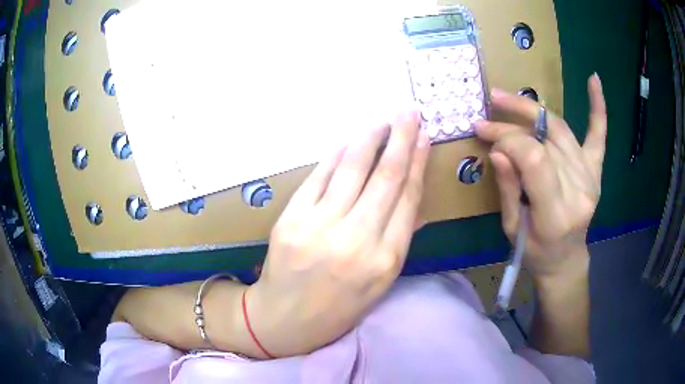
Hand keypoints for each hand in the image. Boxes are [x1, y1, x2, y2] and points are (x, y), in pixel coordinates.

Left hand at [248, 111, 429, 356]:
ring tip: (382, 120)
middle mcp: (356, 240)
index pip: (408, 198)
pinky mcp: (291, 220)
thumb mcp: (379, 283)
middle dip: (400, 138)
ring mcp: (319, 227)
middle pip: (385, 177)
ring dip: (370, 138)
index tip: (423, 137)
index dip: (417, 162)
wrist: (284, 319)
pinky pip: (318, 177)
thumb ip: (399, 238)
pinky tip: (349, 140)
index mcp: (385, 260)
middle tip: (409, 112)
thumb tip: (412, 194)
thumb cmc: (338, 308)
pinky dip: (336, 155)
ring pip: (352, 169)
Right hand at [475, 74, 606, 280]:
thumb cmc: (535, 251)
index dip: (508, 139)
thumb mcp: (512, 228)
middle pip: (545, 141)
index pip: (534, 158)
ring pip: (560, 130)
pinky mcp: (595, 170)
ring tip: (507, 98)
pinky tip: (594, 79)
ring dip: (533, 109)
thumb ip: (509, 188)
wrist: (565, 259)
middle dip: (513, 122)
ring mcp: (590, 177)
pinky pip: (598, 135)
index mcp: (556, 214)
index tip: (485, 132)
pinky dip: (597, 107)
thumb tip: (498, 149)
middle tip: (491, 105)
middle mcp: (578, 190)